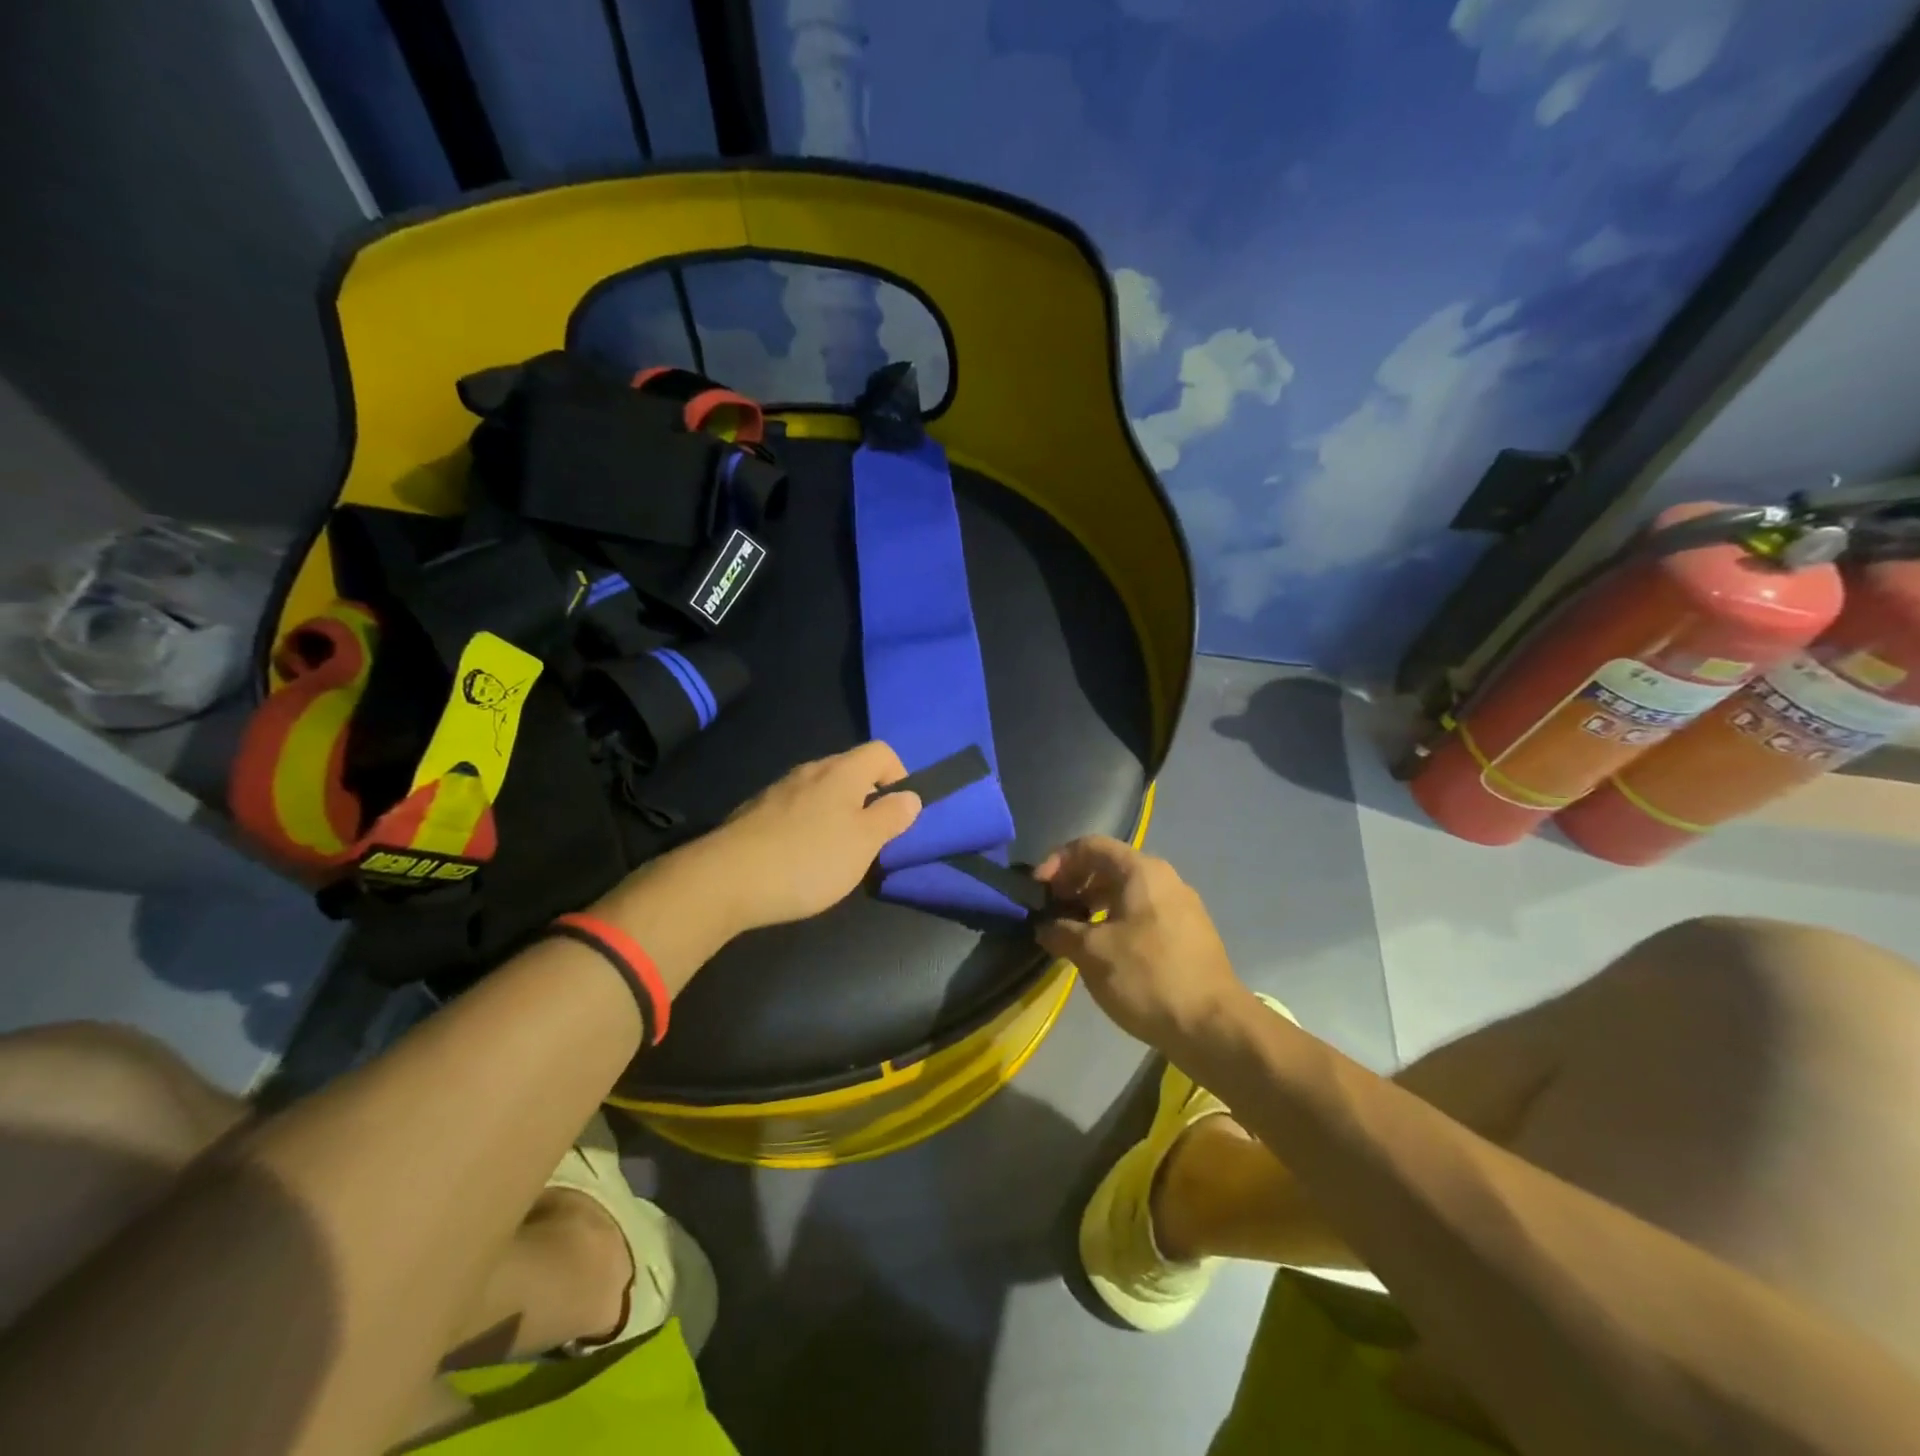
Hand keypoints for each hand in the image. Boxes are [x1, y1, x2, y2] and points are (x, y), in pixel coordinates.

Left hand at [689, 741, 921, 931]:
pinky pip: (793, 810)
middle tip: (869, 840)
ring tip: (834, 854)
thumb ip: (891, 817)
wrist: (725, 880)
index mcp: (841, 772)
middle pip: (850, 771)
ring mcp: (777, 790)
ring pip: (820, 792)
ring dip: (835, 814)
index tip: (898, 814)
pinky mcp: (753, 813)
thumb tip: (910, 796)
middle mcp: (809, 771)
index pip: (881, 752)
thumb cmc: (808, 859)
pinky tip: (797, 859)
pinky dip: (805, 826)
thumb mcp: (863, 844)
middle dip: (866, 800)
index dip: (898, 776)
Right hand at [1034, 836, 1246, 1049]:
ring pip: (1127, 892)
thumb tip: (1045, 927)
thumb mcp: (1092, 953)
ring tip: (1073, 933)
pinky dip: (1116, 921)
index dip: (1057, 861)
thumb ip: (1061, 931)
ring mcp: (1181, 906)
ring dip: (1094, 905)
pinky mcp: (1189, 933)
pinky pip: (1143, 913)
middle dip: (1074, 883)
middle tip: (1052, 911)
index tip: (1038, 890)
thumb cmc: (1148, 977)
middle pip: (1109, 866)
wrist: (1214, 1026)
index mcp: (1141, 871)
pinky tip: (1105, 952)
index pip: (1090, 846)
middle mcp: (1164, 878)